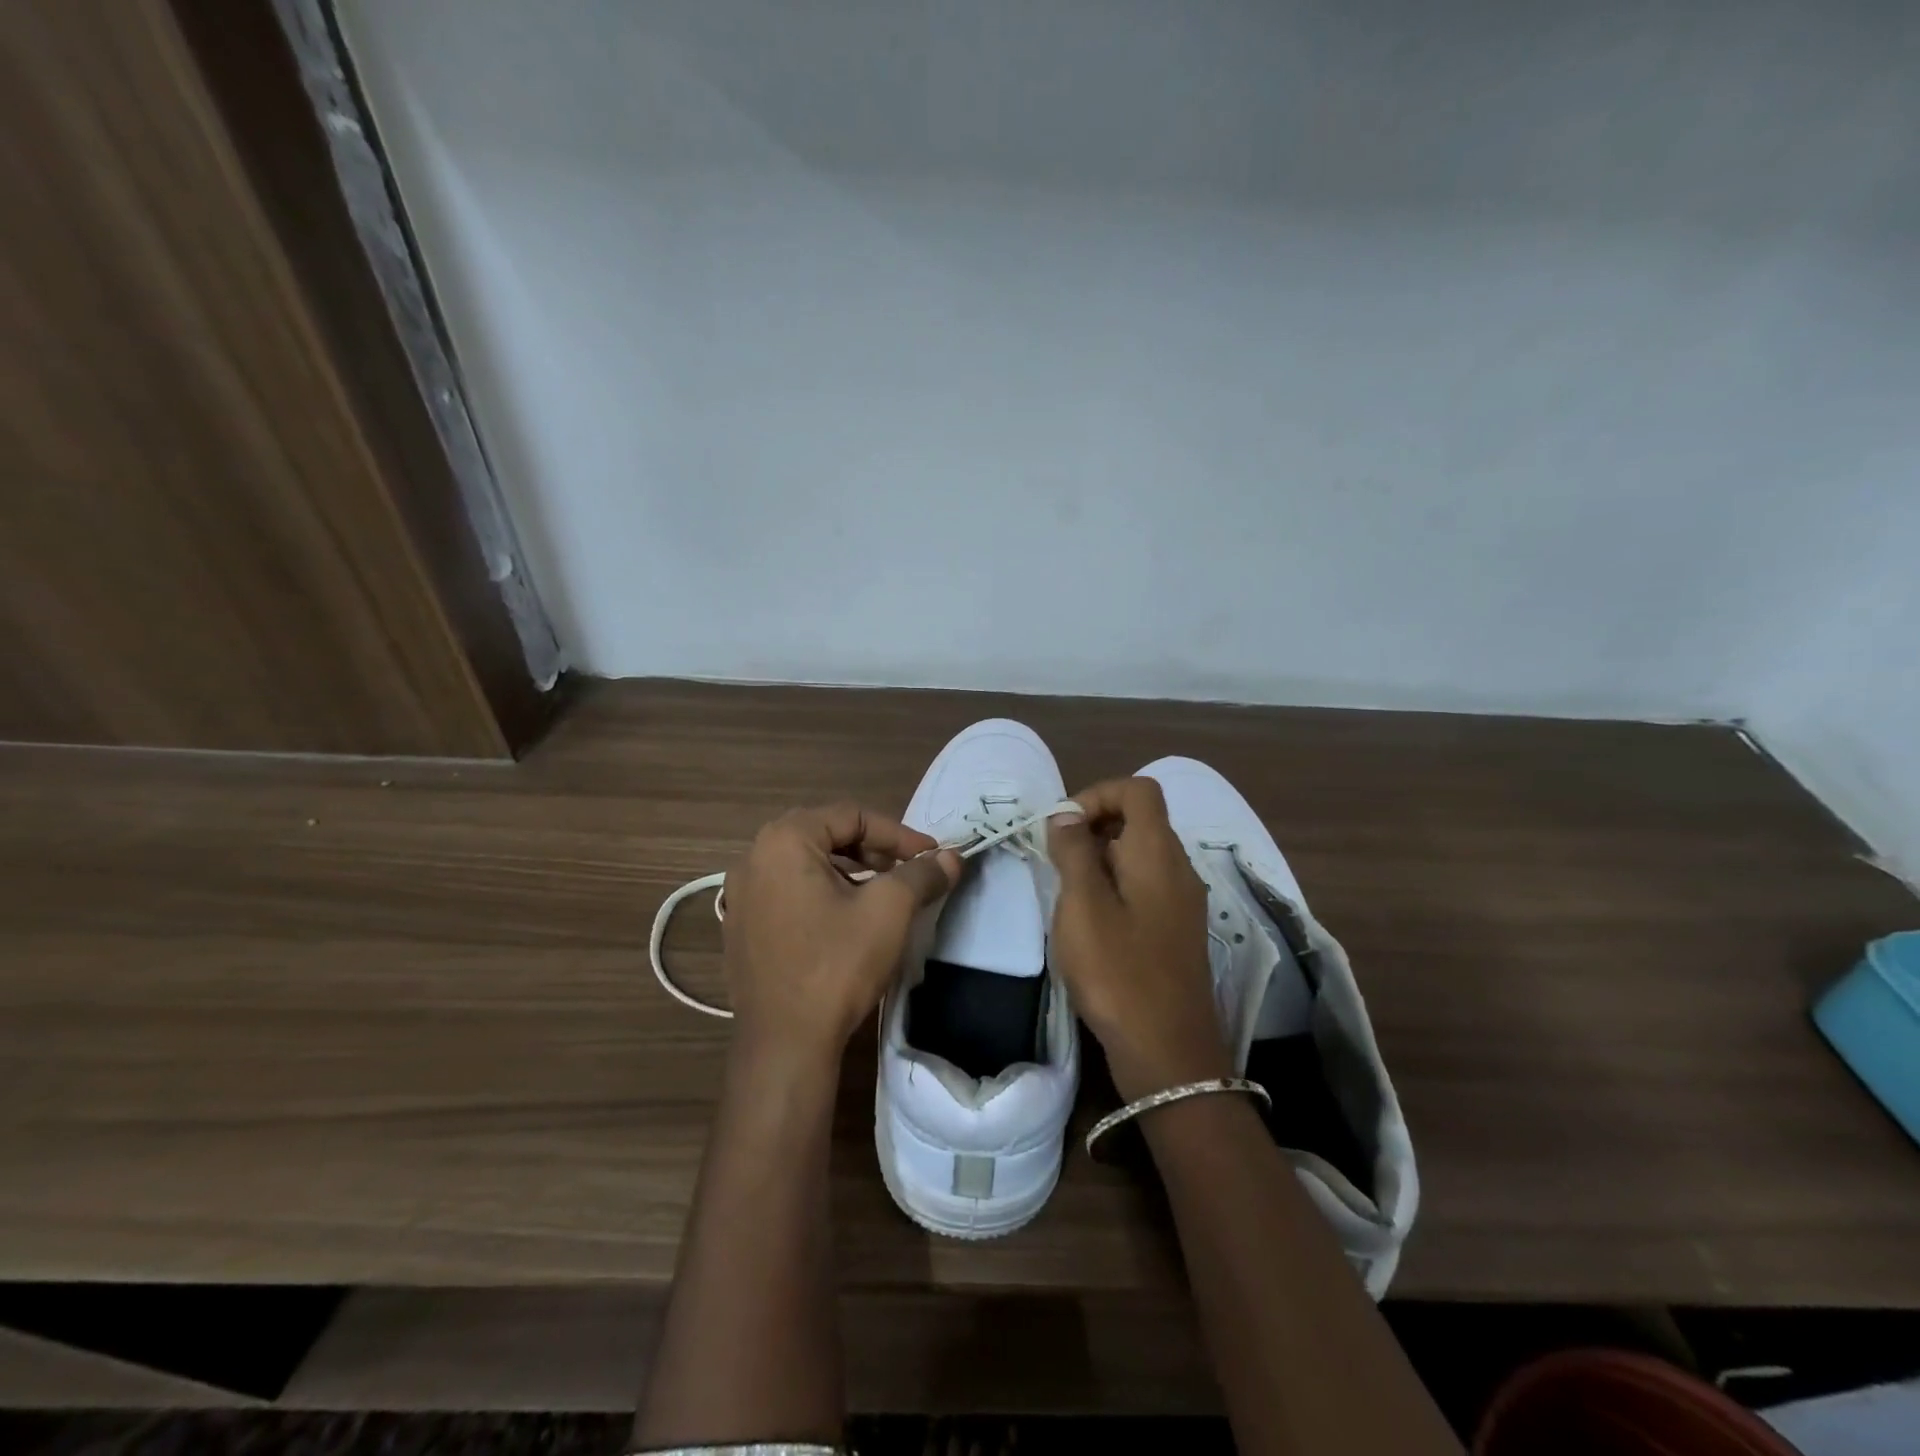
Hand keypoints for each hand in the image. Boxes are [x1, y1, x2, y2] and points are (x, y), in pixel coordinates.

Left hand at [721, 803, 960, 1068]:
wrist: (784, 1045)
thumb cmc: (836, 965)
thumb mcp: (889, 911)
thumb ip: (921, 874)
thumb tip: (951, 857)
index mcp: (783, 841)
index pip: (851, 815)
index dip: (897, 833)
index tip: (930, 856)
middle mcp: (753, 858)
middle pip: (825, 834)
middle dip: (873, 849)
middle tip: (906, 871)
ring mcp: (741, 895)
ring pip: (806, 865)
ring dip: (849, 871)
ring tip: (882, 895)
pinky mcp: (741, 927)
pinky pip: (788, 892)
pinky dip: (822, 893)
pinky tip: (846, 921)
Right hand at [1048, 777, 1231, 1102]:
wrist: (1169, 1052)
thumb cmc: (1118, 971)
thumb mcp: (1083, 905)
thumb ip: (1074, 851)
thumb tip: (1068, 815)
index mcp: (1158, 852)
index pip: (1137, 789)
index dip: (1097, 794)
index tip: (1062, 827)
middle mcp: (1179, 867)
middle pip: (1140, 819)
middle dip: (1094, 827)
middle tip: (1057, 861)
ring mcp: (1183, 901)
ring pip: (1140, 854)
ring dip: (1101, 858)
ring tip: (1068, 894)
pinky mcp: (1178, 929)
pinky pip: (1145, 885)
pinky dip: (1116, 886)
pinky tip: (1091, 922)